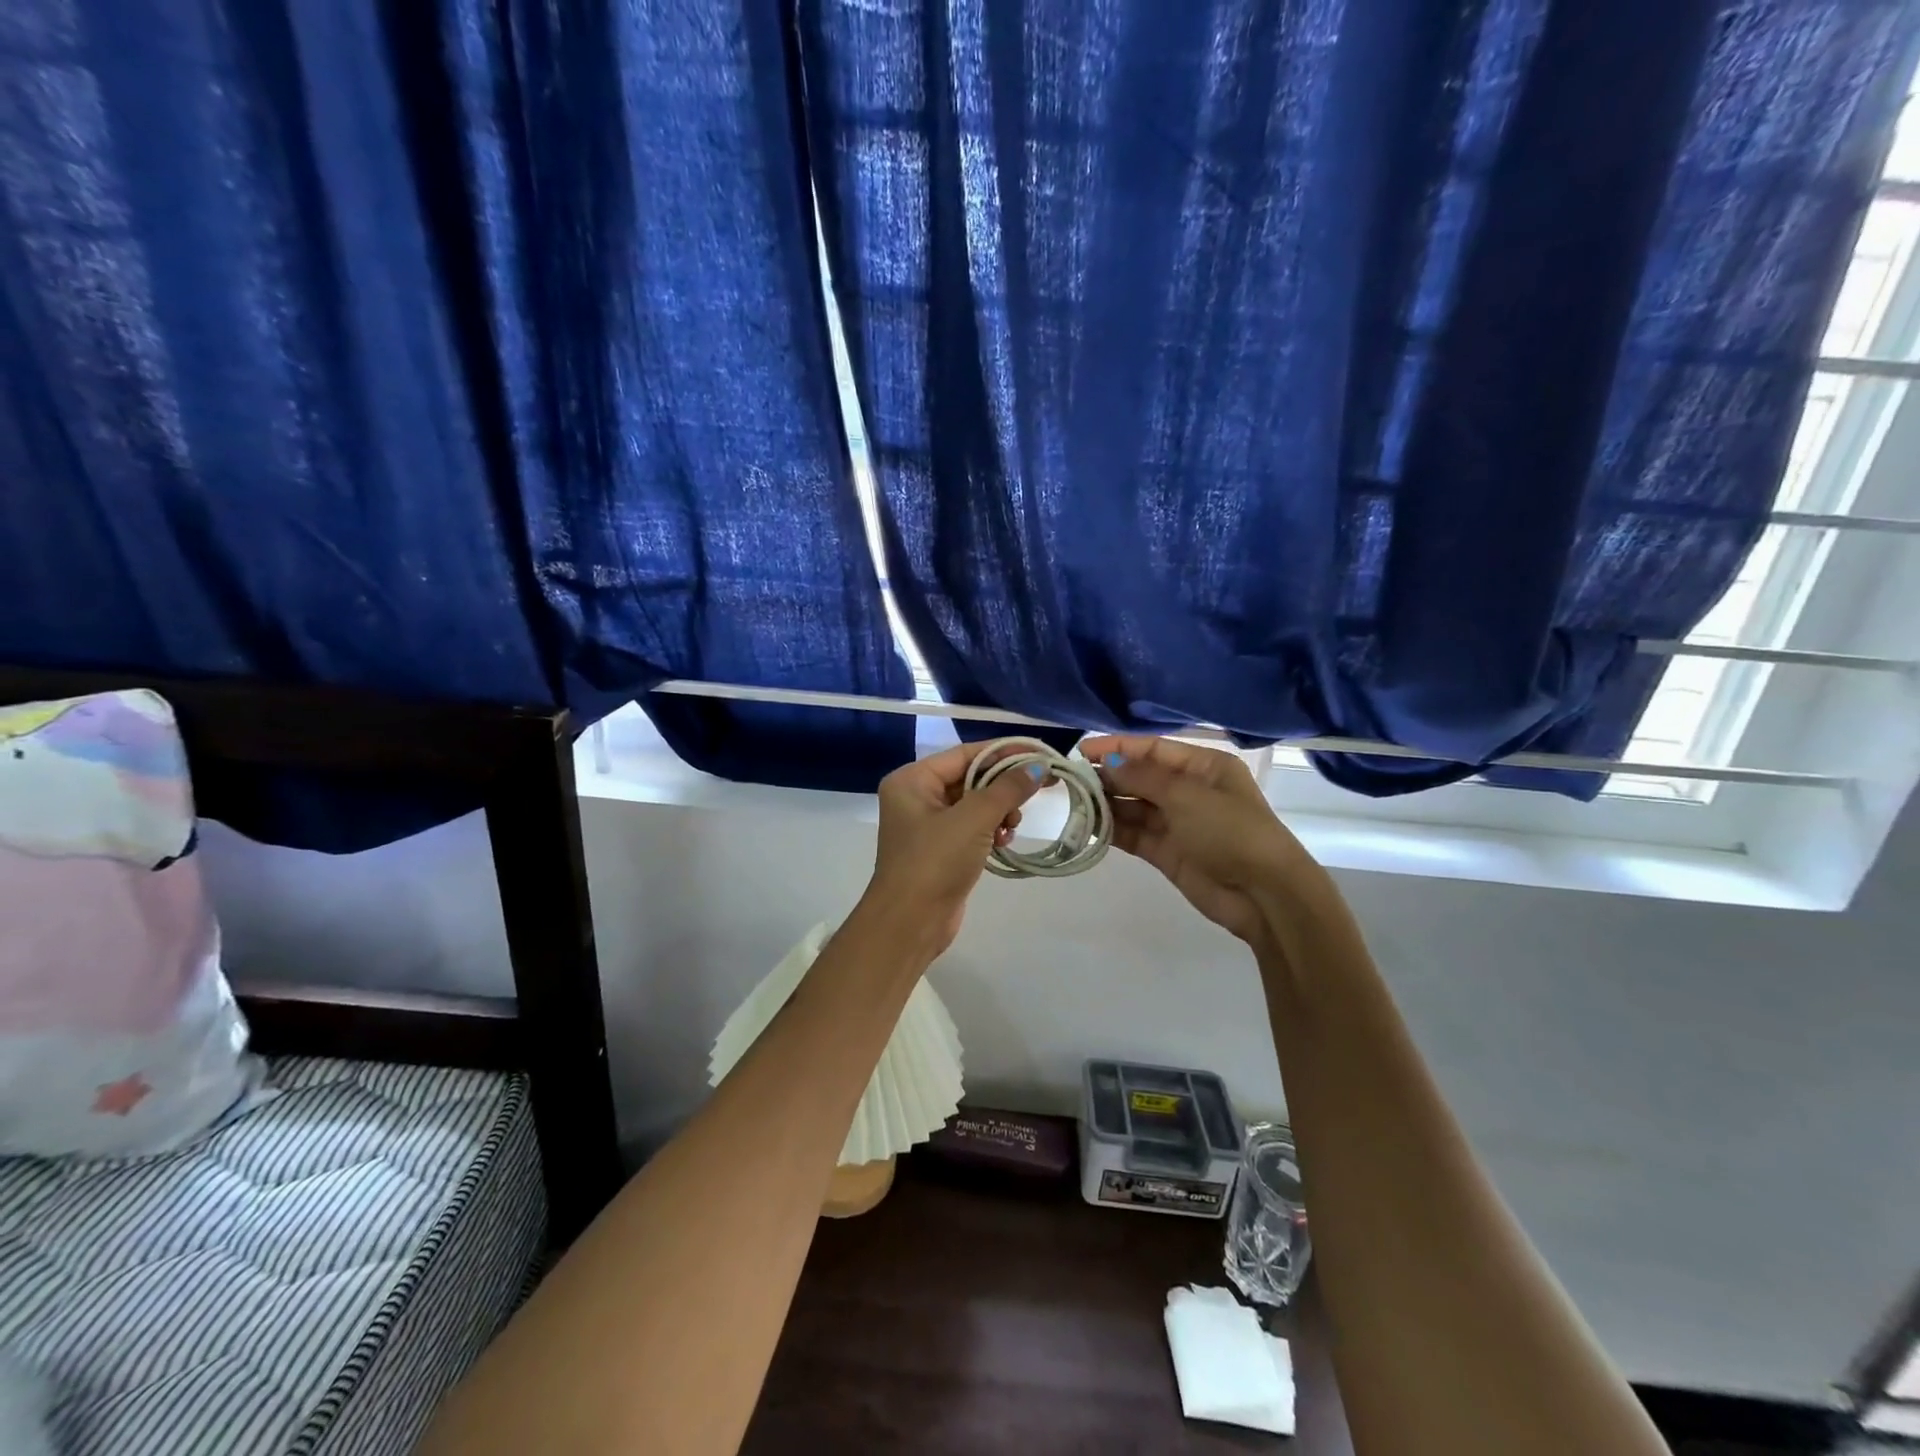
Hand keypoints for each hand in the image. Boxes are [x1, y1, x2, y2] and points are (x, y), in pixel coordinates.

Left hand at [861, 740, 1047, 958]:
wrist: (910, 923)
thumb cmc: (935, 861)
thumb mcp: (974, 819)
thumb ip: (1007, 789)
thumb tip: (1038, 767)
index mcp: (912, 780)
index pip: (965, 754)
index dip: (1004, 752)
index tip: (1040, 754)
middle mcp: (916, 796)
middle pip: (970, 777)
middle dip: (1003, 786)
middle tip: (1039, 789)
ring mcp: (927, 825)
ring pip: (974, 804)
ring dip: (999, 810)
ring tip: (1013, 824)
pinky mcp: (940, 849)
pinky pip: (972, 827)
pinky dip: (991, 829)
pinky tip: (1005, 840)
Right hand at [1080, 734, 1336, 954]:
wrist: (1264, 895)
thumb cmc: (1231, 831)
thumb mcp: (1186, 795)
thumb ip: (1142, 777)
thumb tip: (1107, 764)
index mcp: (1204, 767)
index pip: (1153, 749)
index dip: (1117, 747)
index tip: (1081, 750)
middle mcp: (1190, 791)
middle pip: (1141, 777)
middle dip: (1108, 777)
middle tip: (1071, 780)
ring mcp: (1179, 823)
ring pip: (1135, 807)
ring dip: (1107, 804)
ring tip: (1074, 803)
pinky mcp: (1169, 852)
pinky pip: (1135, 834)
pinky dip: (1113, 830)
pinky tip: (1088, 826)